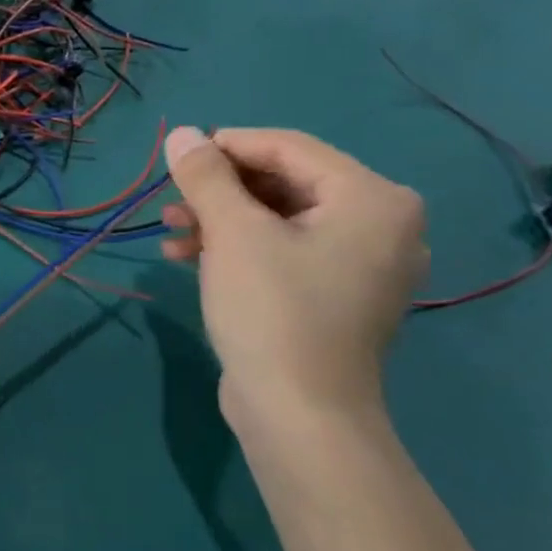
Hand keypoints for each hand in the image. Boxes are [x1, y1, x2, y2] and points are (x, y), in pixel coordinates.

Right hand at [160, 127, 427, 425]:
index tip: (177, 157)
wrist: (299, 416)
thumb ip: (206, 176)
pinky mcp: (336, 295)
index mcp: (373, 199)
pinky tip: (189, 258)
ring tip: (170, 232)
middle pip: (284, 183)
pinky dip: (239, 249)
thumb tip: (182, 133)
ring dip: (220, 220)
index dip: (226, 146)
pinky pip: (285, 251)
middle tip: (170, 201)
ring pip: (278, 218)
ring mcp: (361, 264)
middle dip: (219, 191)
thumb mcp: (233, 232)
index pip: (289, 148)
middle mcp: (381, 224)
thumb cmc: (272, 311)